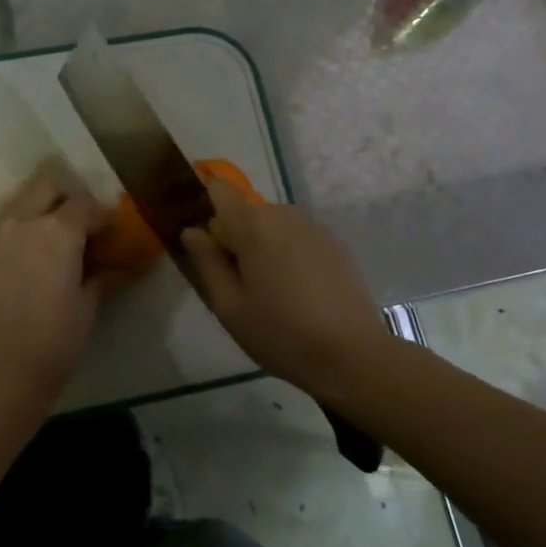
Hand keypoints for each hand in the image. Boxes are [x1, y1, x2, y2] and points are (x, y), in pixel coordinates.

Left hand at [0, 172, 112, 410]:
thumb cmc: (53, 342)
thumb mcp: (88, 308)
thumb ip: (104, 278)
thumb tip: (125, 266)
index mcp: (57, 231)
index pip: (86, 205)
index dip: (104, 215)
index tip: (114, 232)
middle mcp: (24, 222)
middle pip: (46, 187)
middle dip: (67, 198)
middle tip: (83, 227)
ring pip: (21, 202)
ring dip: (41, 209)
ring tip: (57, 241)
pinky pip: (5, 225)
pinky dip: (22, 228)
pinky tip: (34, 258)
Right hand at [181, 180, 387, 397]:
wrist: (353, 356)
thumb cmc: (281, 334)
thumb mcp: (229, 307)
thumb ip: (206, 262)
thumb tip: (192, 231)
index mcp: (253, 226)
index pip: (218, 190)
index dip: (203, 203)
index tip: (198, 234)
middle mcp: (284, 215)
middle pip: (245, 212)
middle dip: (233, 237)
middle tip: (234, 283)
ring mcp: (314, 228)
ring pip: (272, 226)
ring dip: (261, 247)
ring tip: (267, 292)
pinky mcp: (335, 244)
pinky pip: (297, 238)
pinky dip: (287, 255)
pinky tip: (297, 293)